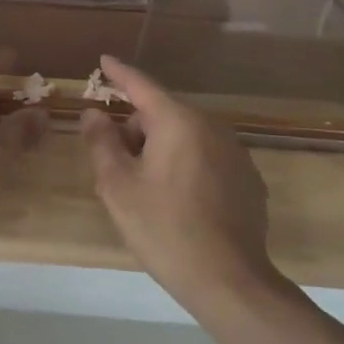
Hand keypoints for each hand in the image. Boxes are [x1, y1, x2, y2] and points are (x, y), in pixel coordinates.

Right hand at [80, 55, 278, 307]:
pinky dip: (186, 166)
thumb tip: (94, 113)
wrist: (230, 282)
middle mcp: (212, 127)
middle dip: (136, 130)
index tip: (104, 61)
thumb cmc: (165, 228)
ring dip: (161, 149)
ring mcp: (235, 152)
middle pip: (162, 114)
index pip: (142, 85)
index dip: (119, 74)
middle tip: (117, 168)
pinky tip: (180, 203)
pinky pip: (206, 157)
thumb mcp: (118, 186)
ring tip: (147, 191)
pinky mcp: (248, 179)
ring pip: (185, 136)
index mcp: (178, 122)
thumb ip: (102, 142)